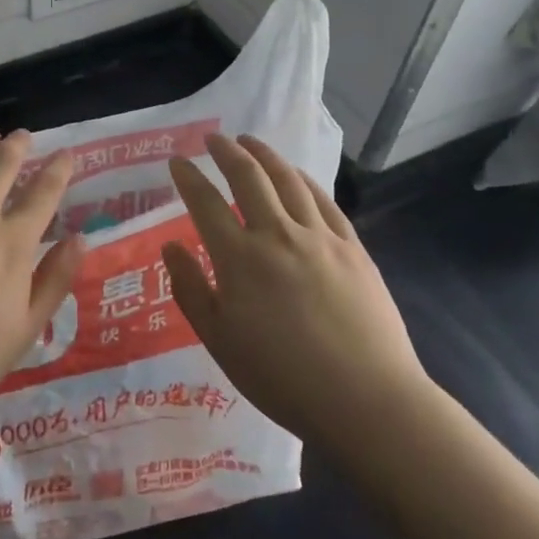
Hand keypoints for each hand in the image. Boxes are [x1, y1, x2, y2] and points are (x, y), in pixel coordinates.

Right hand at [161, 134, 429, 448]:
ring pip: (288, 180)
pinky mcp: (352, 248)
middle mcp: (277, 235)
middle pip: (248, 177)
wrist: (367, 401)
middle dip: (226, 151)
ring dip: (264, 155)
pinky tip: (296, 175)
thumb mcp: (220, 341)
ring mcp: (319, 237)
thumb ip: (190, 290)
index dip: (188, 178)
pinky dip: (303, 180)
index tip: (176, 161)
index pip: (206, 203)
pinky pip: (323, 201)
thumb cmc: (283, 378)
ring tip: (250, 141)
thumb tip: (171, 247)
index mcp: (240, 259)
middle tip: (213, 138)